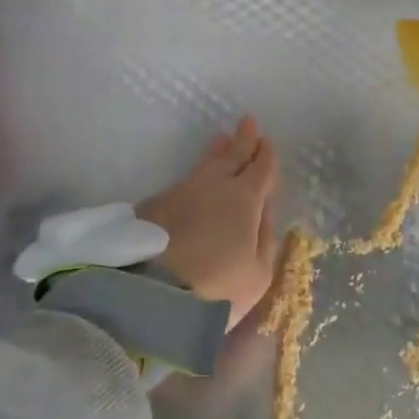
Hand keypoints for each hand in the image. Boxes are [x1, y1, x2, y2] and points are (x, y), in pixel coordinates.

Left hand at [137, 116, 279, 328]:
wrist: (151, 296)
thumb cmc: (217, 287)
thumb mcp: (258, 272)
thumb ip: (265, 238)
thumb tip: (263, 212)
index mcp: (245, 198)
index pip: (261, 169)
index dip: (266, 155)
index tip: (267, 141)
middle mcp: (213, 186)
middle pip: (232, 156)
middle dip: (243, 140)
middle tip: (247, 122)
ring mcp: (180, 192)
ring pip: (204, 166)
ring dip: (216, 154)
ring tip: (221, 141)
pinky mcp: (153, 206)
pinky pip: (182, 184)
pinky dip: (194, 179)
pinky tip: (194, 184)